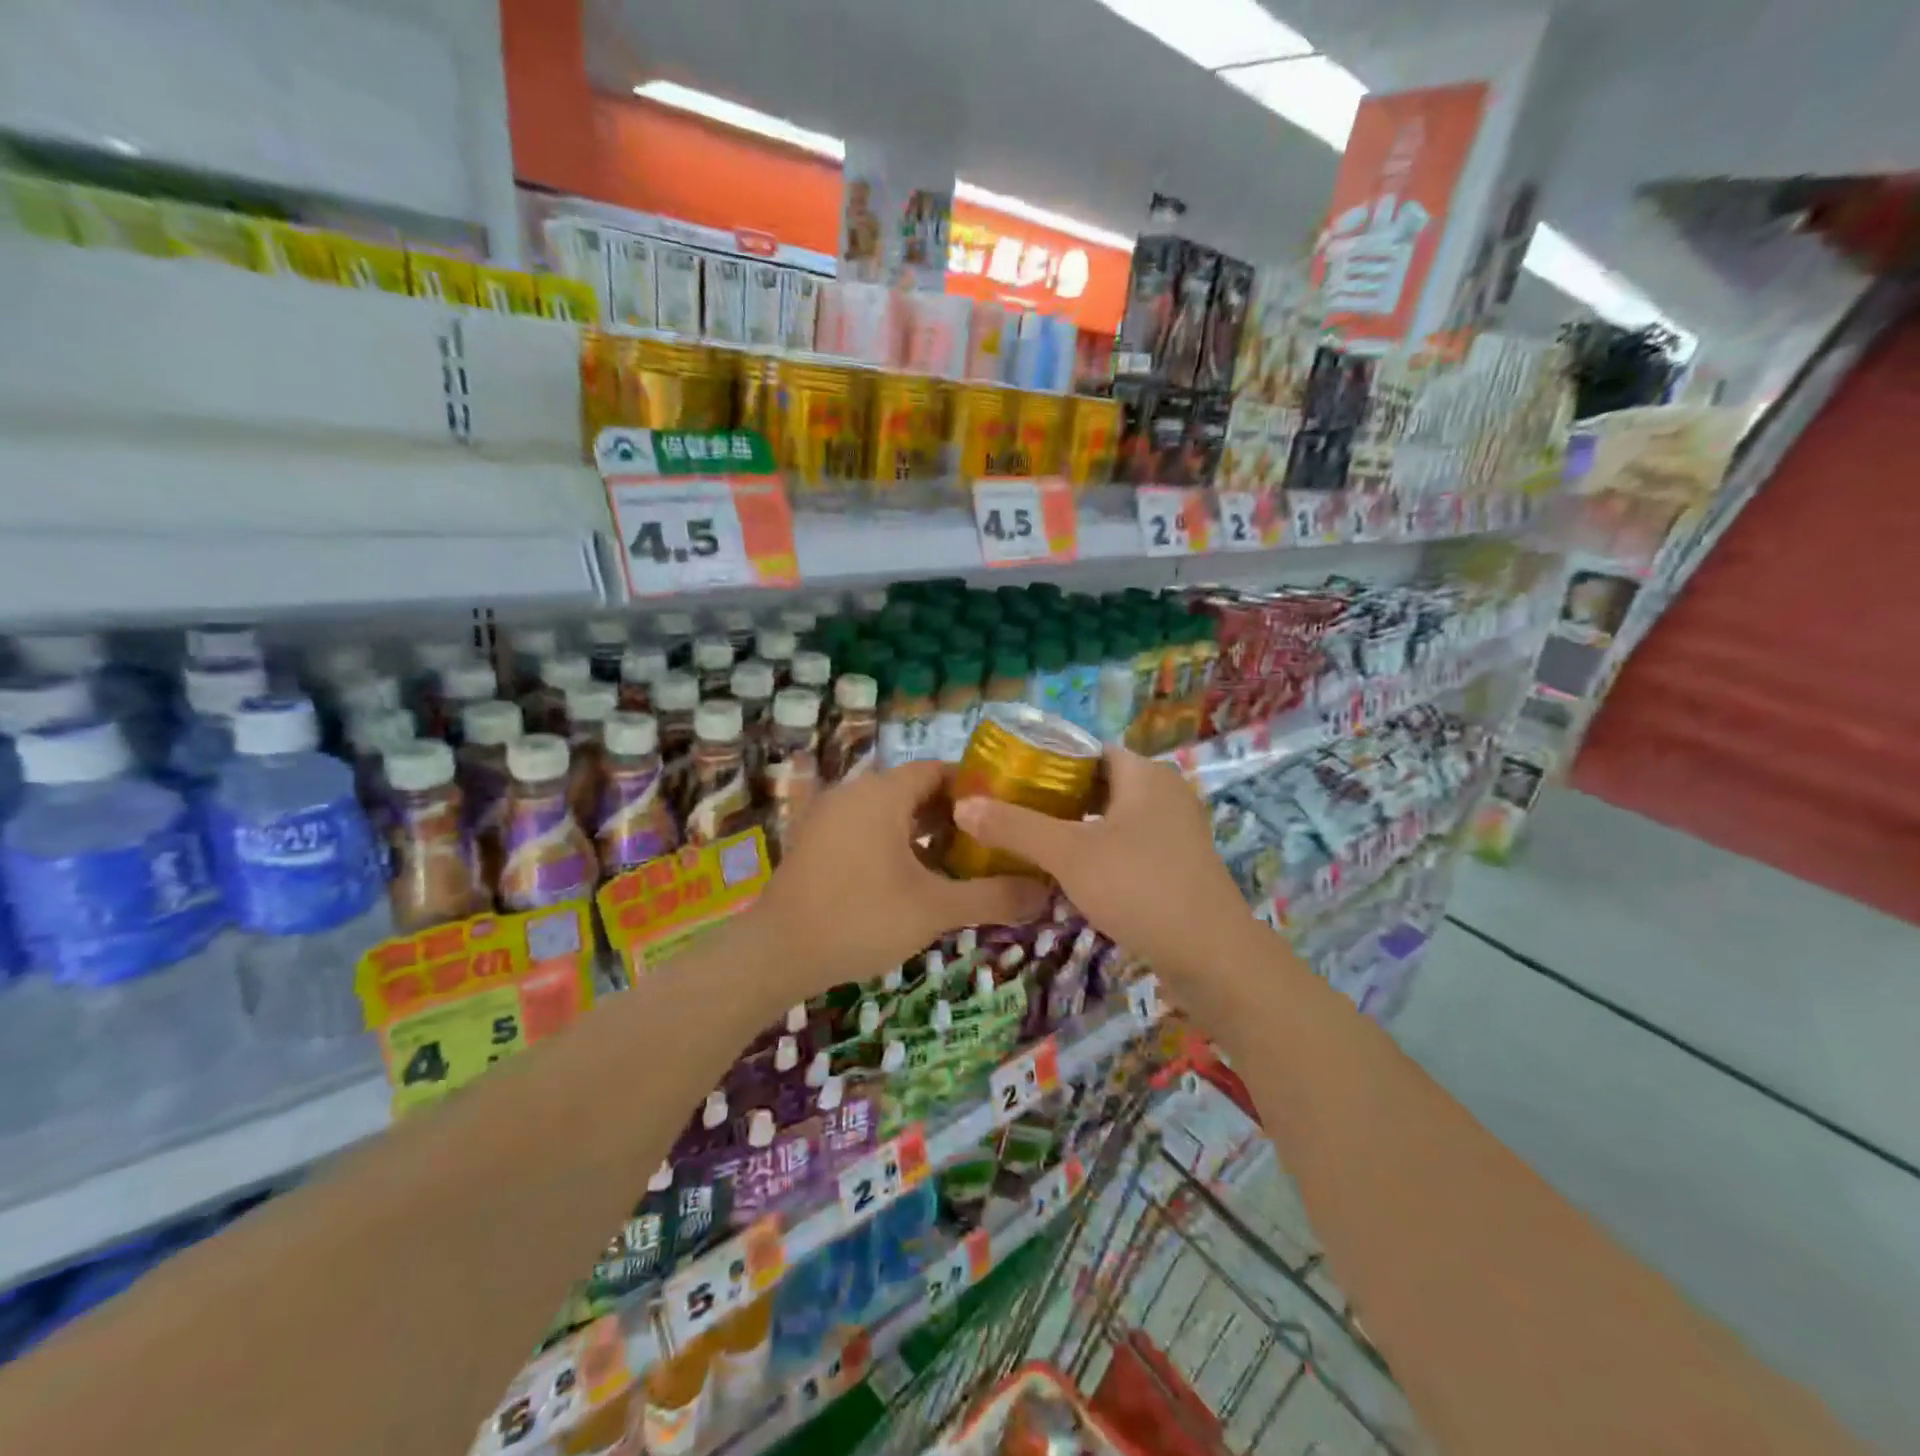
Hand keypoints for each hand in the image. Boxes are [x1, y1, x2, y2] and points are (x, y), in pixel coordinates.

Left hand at [748, 762, 1049, 993]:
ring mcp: (829, 816)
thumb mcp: (934, 909)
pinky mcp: (815, 841)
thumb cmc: (860, 918)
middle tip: (988, 843)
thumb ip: (992, 897)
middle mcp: (854, 793)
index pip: (938, 770)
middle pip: (914, 790)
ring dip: (923, 831)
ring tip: (958, 862)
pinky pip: (865, 828)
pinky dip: (893, 843)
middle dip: (952, 814)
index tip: (1004, 814)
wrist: (777, 953)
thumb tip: (1046, 892)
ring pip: (889, 811)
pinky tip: (913, 878)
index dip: (974, 788)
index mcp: (882, 794)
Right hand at [951, 748, 1249, 987]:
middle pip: (1100, 784)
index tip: (1009, 782)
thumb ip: (1015, 827)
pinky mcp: (1179, 864)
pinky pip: (1130, 844)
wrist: (1212, 957)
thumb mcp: (1068, 854)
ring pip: (1114, 817)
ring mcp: (1177, 830)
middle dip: (1057, 798)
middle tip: (1013, 815)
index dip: (1047, 762)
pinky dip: (1100, 851)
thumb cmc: (1139, 887)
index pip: (1088, 751)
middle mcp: (1166, 793)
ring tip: (1033, 844)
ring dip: (1077, 828)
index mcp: (1146, 774)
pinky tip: (1072, 874)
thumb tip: (962, 805)